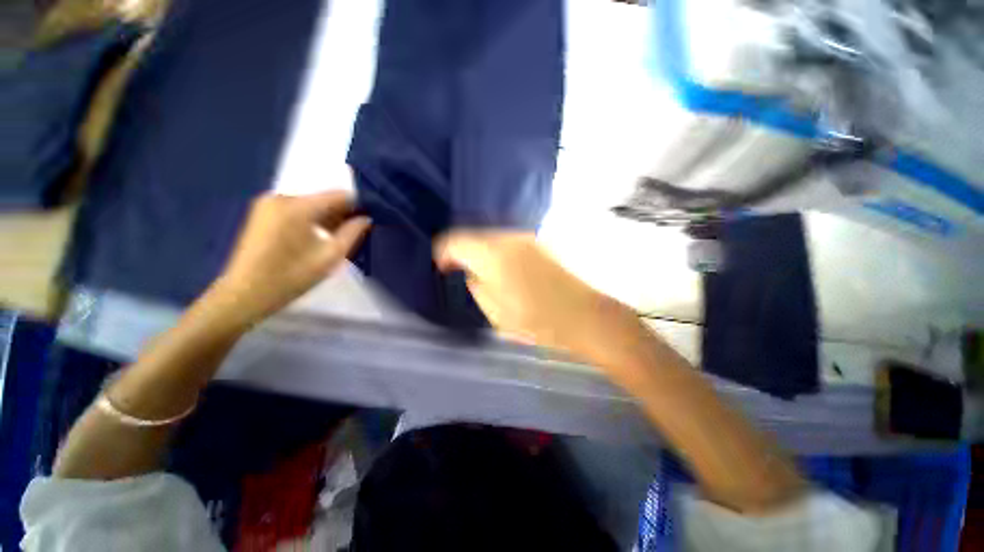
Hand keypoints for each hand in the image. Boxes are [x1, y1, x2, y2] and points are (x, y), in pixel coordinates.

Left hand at [208, 191, 370, 327]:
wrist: (244, 294)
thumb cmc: (291, 277)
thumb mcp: (331, 256)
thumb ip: (353, 233)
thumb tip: (366, 218)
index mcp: (298, 206)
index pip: (339, 195)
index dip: (359, 205)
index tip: (370, 220)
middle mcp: (282, 197)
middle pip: (324, 199)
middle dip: (343, 213)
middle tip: (357, 232)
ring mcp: (268, 204)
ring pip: (311, 205)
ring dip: (328, 218)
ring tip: (339, 238)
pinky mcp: (262, 213)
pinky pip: (297, 210)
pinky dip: (312, 220)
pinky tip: (318, 237)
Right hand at [434, 230, 613, 352]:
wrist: (582, 314)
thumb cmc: (536, 320)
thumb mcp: (495, 312)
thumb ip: (476, 286)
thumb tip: (470, 272)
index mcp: (492, 255)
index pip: (455, 241)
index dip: (443, 252)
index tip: (443, 267)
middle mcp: (507, 238)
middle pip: (474, 235)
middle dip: (463, 251)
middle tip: (462, 271)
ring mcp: (525, 237)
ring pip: (491, 236)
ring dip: (482, 251)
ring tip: (484, 272)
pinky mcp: (538, 242)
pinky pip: (508, 241)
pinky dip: (498, 251)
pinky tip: (504, 269)